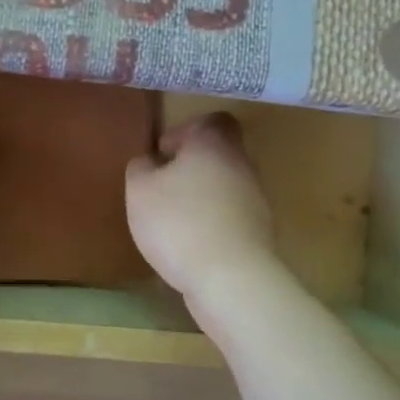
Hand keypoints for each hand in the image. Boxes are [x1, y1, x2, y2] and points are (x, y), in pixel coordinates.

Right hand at [125, 114, 278, 299]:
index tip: (164, 153)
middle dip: (192, 167)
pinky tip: (192, 244)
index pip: (212, 121)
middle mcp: (243, 164)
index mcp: (215, 144)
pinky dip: (214, 223)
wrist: (230, 278)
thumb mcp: (140, 190)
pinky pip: (232, 216)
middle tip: (164, 187)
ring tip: (174, 220)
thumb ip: (140, 168)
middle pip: (220, 154)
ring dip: (203, 197)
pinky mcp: (260, 232)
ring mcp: (256, 199)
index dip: (186, 131)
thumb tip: (149, 162)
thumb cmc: (179, 222)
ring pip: (227, 186)